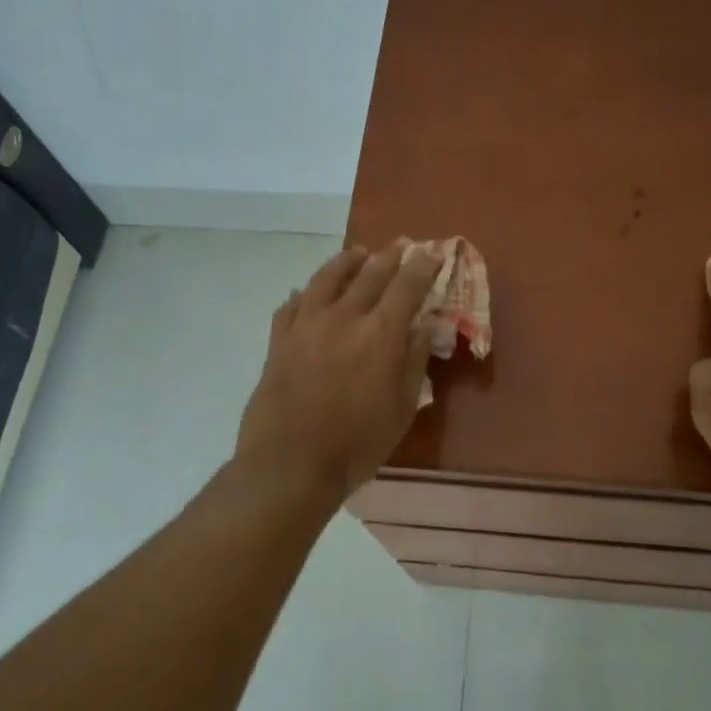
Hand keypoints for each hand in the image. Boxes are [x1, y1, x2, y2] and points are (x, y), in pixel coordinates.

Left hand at [235, 243, 440, 502]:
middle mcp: (344, 318)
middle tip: (402, 246)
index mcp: (380, 335)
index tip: (432, 253)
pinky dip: (305, 293)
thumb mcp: (402, 409)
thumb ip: (414, 361)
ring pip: (327, 278)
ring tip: (358, 253)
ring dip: (347, 261)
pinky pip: (292, 305)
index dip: (422, 267)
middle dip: (390, 257)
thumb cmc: (357, 444)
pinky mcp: (279, 340)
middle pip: (370, 274)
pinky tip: (307, 292)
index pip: (407, 287)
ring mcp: (306, 325)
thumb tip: (425, 324)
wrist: (289, 465)